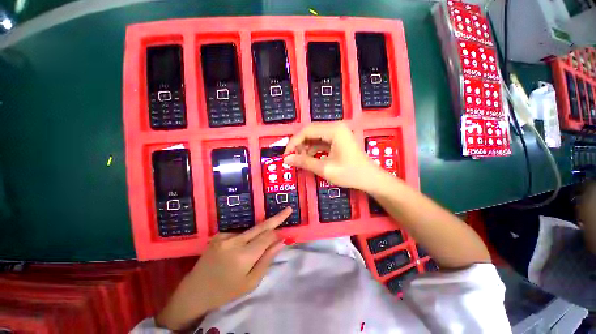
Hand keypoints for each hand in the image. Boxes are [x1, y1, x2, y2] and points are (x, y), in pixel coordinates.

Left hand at [156, 207, 292, 329]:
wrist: (195, 291)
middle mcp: (234, 241)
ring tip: (250, 253)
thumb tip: (281, 242)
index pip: (268, 237)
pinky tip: (237, 252)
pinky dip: (244, 239)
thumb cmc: (226, 291)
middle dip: (276, 218)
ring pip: (251, 231)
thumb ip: (267, 260)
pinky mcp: (219, 235)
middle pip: (261, 227)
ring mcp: (225, 236)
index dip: (279, 231)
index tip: (287, 228)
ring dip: (257, 236)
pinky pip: (240, 234)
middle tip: (288, 209)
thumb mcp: (250, 282)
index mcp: (244, 256)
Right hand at [283, 122, 386, 192]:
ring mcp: (338, 133)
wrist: (371, 179)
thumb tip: (287, 159)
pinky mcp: (338, 140)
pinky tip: (310, 158)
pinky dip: (314, 149)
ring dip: (306, 147)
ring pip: (315, 136)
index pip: (307, 131)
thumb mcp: (325, 169)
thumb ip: (304, 162)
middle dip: (299, 145)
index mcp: (334, 130)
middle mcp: (336, 127)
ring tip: (300, 159)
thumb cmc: (350, 174)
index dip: (294, 142)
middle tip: (292, 158)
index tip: (286, 155)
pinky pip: (321, 141)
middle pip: (310, 132)